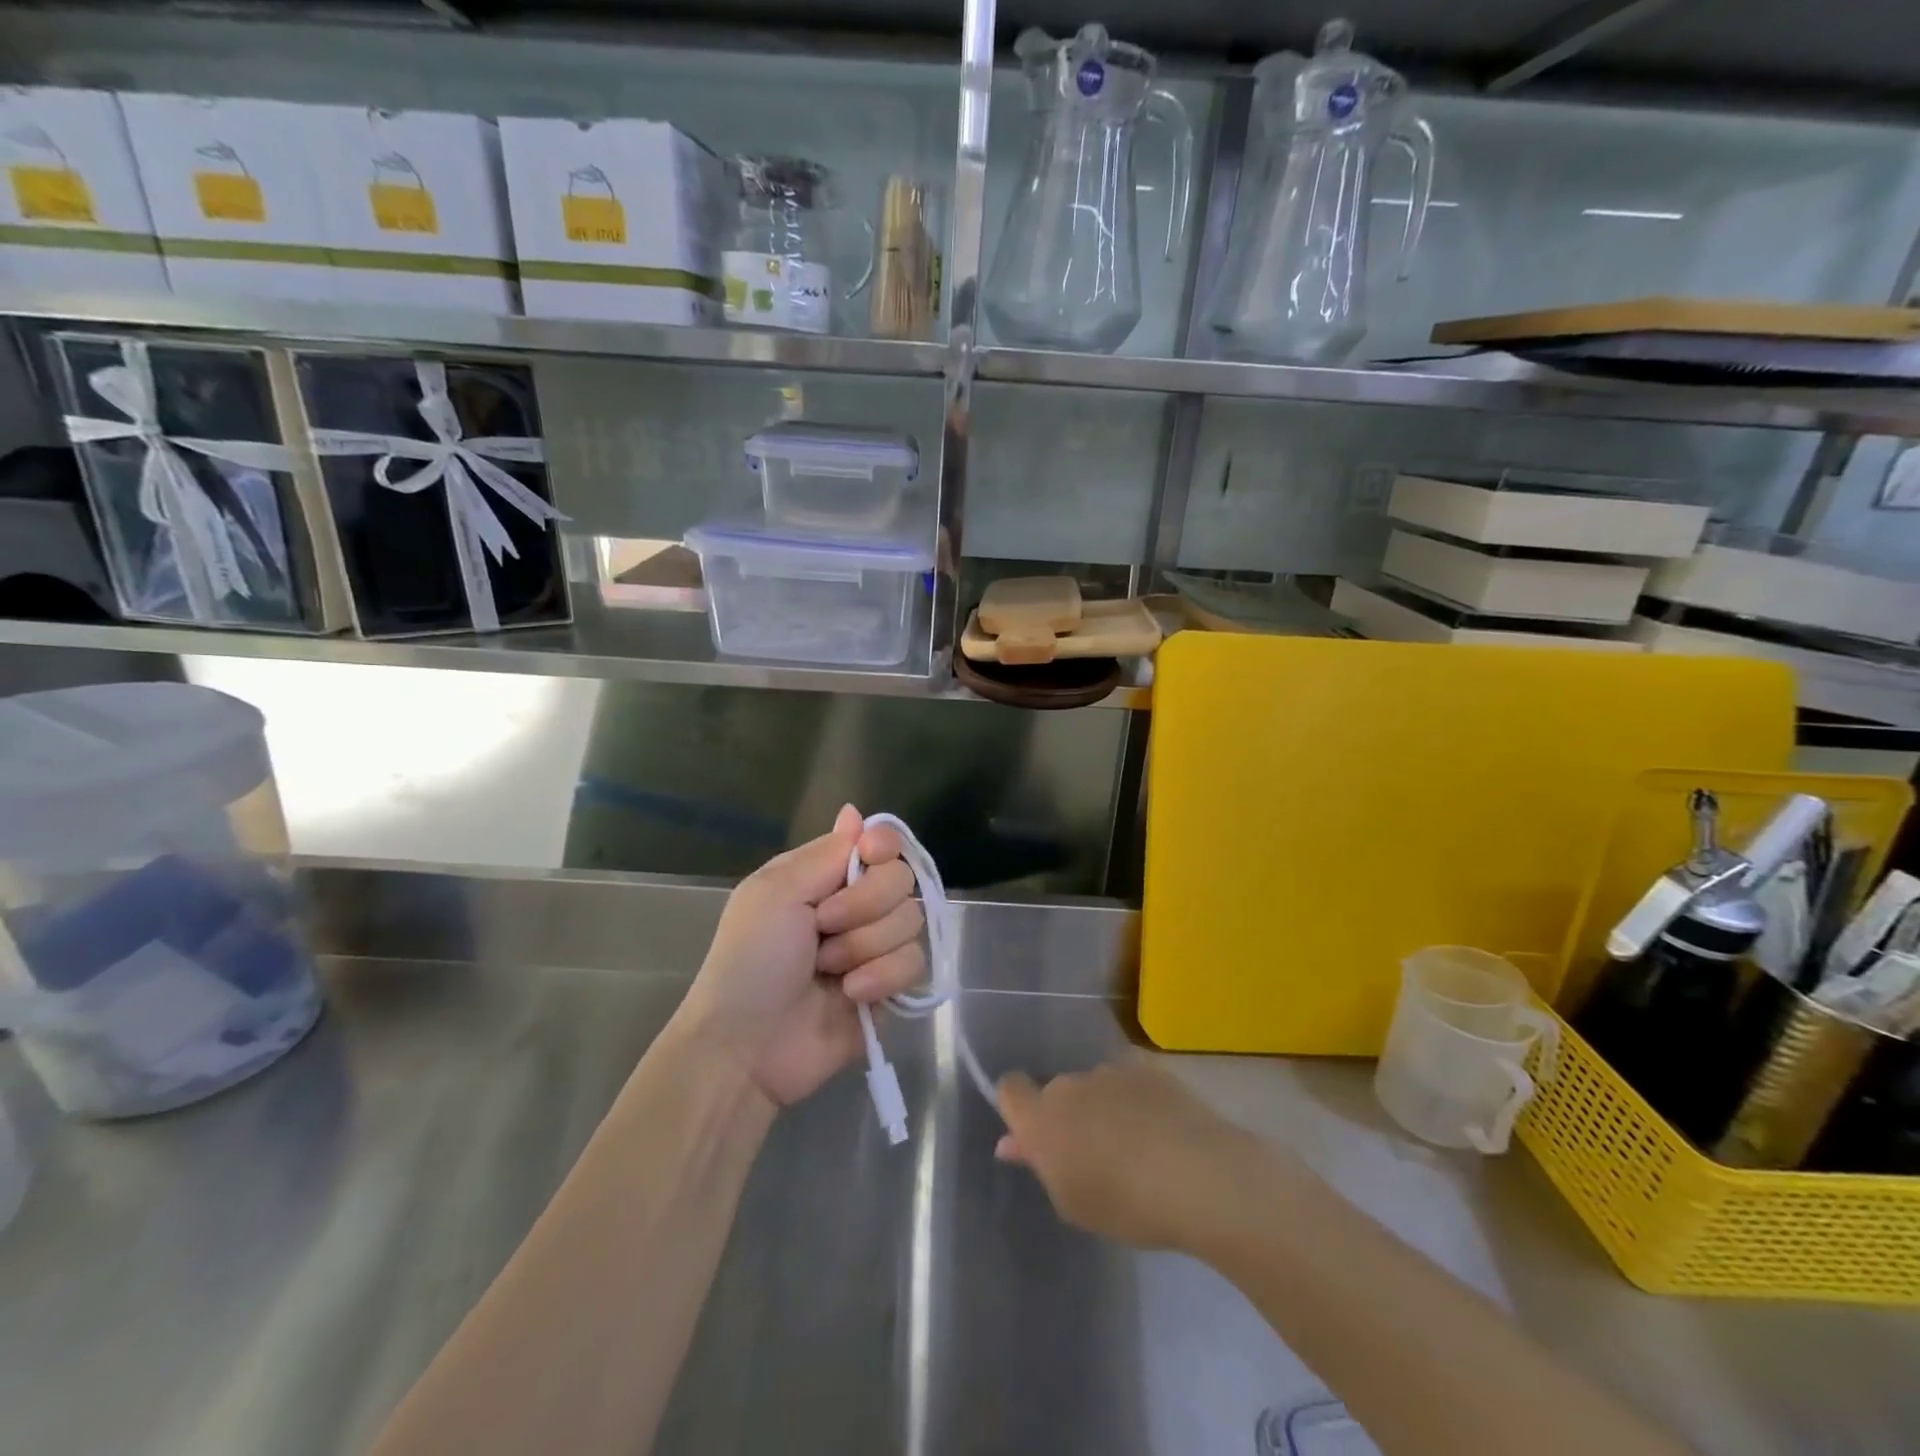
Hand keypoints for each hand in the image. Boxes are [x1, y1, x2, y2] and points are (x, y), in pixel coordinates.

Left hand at [678, 805, 926, 1107]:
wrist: (747, 1046)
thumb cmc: (751, 960)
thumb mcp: (776, 892)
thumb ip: (827, 853)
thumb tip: (855, 811)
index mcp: (824, 876)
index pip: (880, 842)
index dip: (883, 846)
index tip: (869, 856)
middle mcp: (855, 905)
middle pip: (901, 878)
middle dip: (864, 904)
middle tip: (823, 925)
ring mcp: (874, 947)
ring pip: (910, 921)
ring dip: (864, 945)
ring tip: (827, 969)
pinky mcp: (889, 988)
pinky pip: (914, 964)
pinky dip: (881, 977)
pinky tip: (850, 994)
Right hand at [996, 1060, 1256, 1250]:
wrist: (1198, 1175)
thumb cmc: (1125, 1204)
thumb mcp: (1072, 1203)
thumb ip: (1040, 1165)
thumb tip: (1013, 1142)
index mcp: (1042, 1117)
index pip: (1009, 1088)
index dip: (1016, 1106)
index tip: (1032, 1135)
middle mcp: (1070, 1084)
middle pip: (1057, 1091)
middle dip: (1068, 1116)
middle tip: (1092, 1156)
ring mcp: (1111, 1071)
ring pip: (1095, 1087)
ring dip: (1103, 1108)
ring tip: (1136, 1149)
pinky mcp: (1149, 1068)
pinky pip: (1130, 1083)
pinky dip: (1136, 1102)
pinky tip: (1162, 1133)